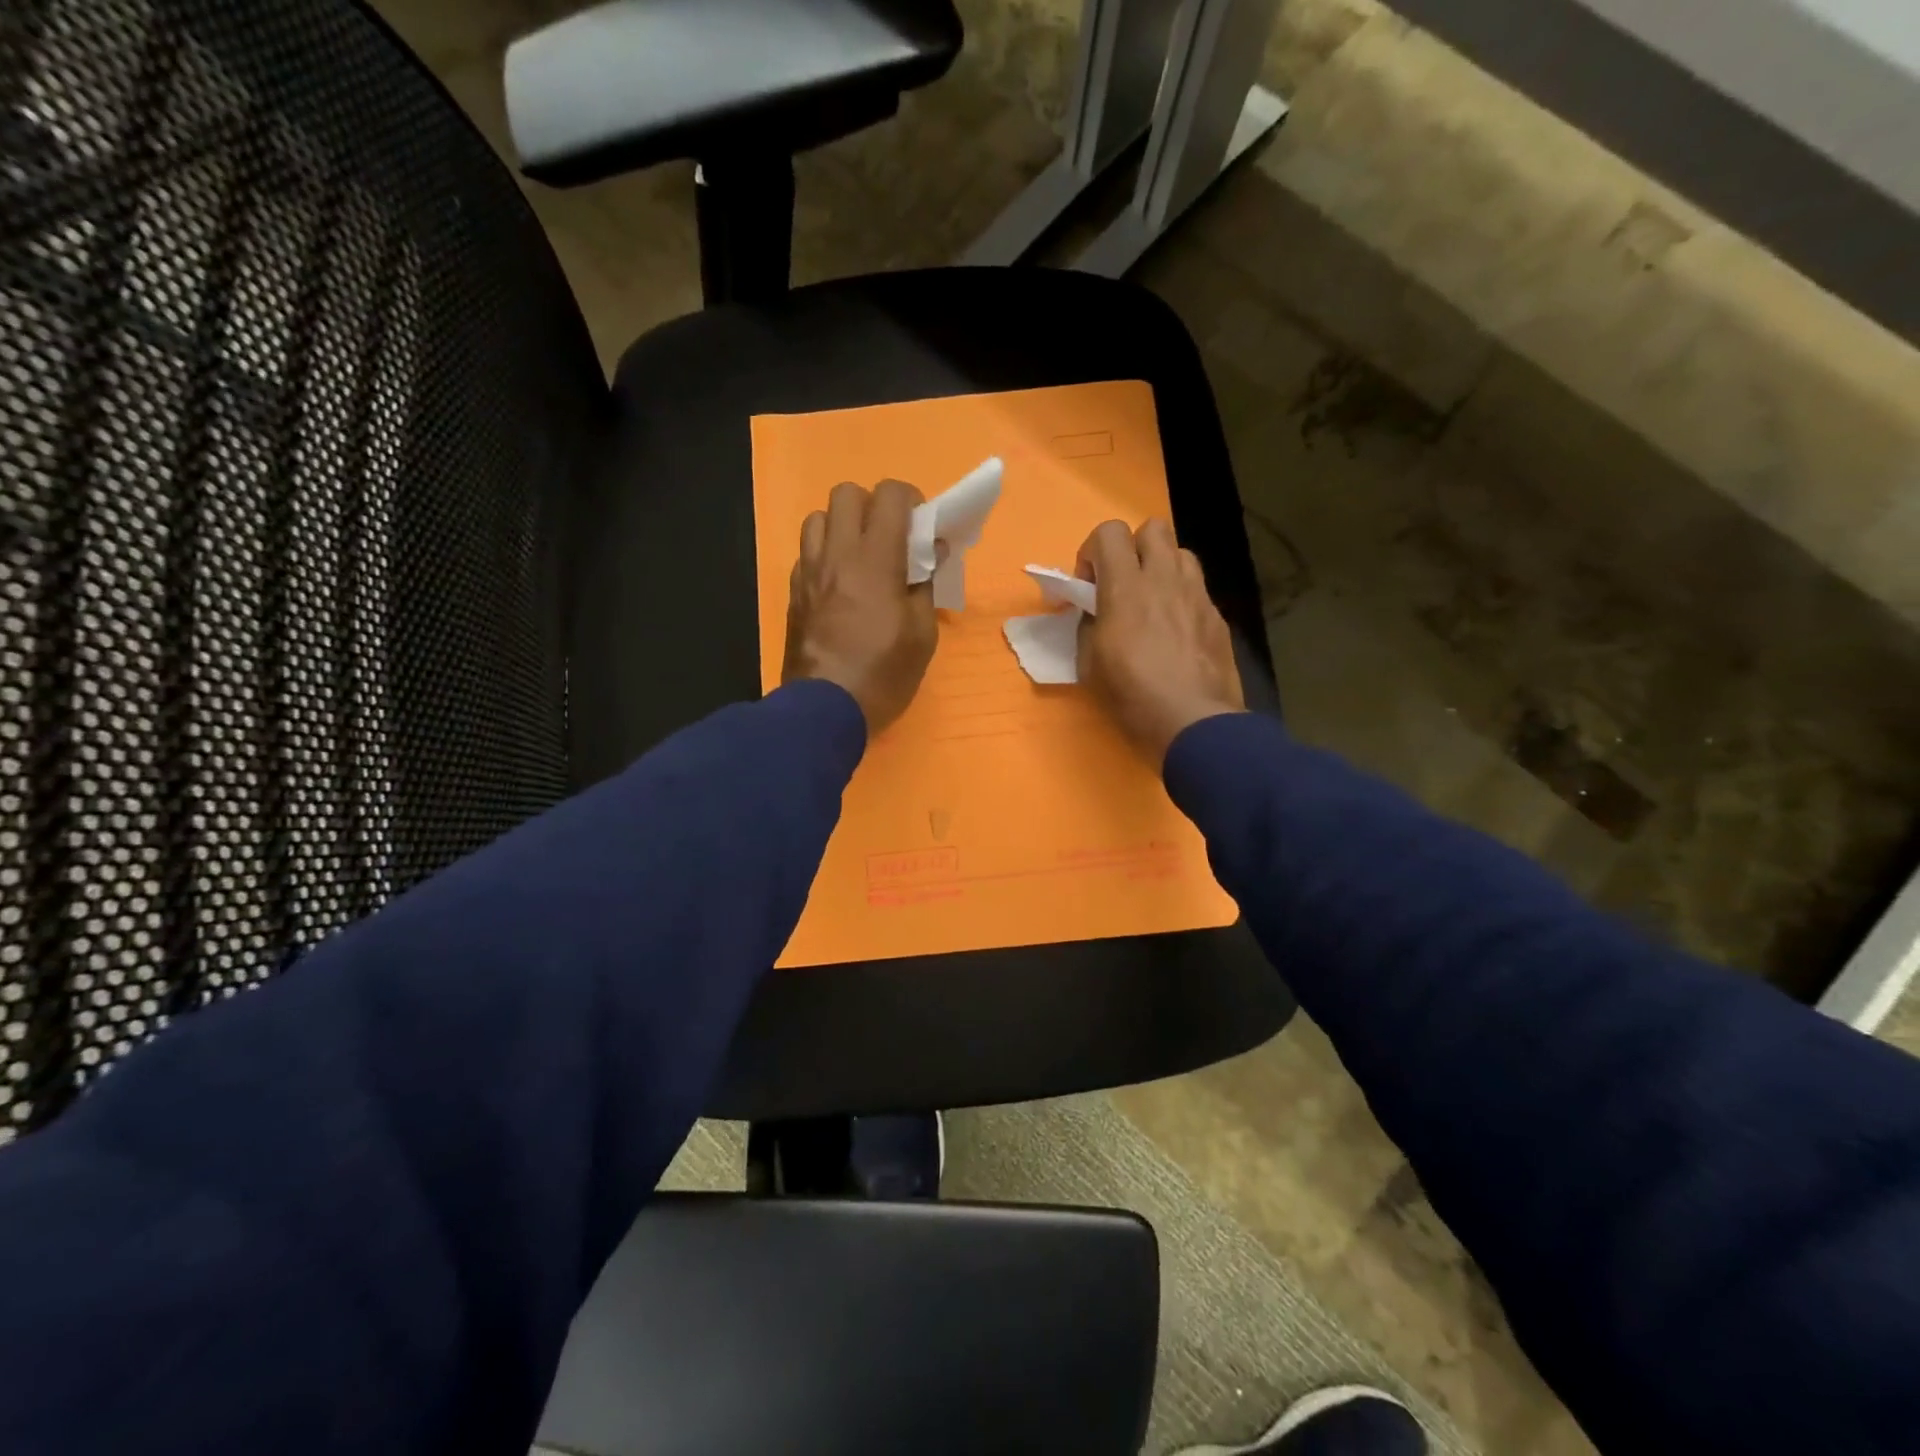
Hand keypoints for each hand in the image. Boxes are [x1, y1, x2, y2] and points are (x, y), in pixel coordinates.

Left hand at [783, 479, 937, 735]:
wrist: (824, 710)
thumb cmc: (883, 674)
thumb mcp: (922, 635)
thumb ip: (927, 586)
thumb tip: (933, 553)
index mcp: (875, 559)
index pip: (890, 494)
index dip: (911, 500)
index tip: (922, 528)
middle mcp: (836, 554)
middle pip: (846, 493)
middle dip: (873, 506)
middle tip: (890, 539)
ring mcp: (808, 572)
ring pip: (818, 518)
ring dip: (842, 527)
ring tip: (859, 558)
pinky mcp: (793, 592)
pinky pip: (806, 553)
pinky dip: (824, 556)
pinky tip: (839, 585)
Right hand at [1076, 517, 1243, 765]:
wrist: (1193, 723)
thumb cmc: (1132, 696)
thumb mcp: (1089, 664)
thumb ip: (1089, 625)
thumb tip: (1095, 612)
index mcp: (1126, 587)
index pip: (1109, 532)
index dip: (1093, 552)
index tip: (1088, 585)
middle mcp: (1165, 579)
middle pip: (1153, 528)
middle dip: (1133, 548)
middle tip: (1122, 585)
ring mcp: (1197, 596)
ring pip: (1181, 554)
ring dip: (1161, 568)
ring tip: (1152, 603)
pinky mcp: (1217, 618)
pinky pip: (1198, 590)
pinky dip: (1182, 599)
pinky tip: (1176, 634)